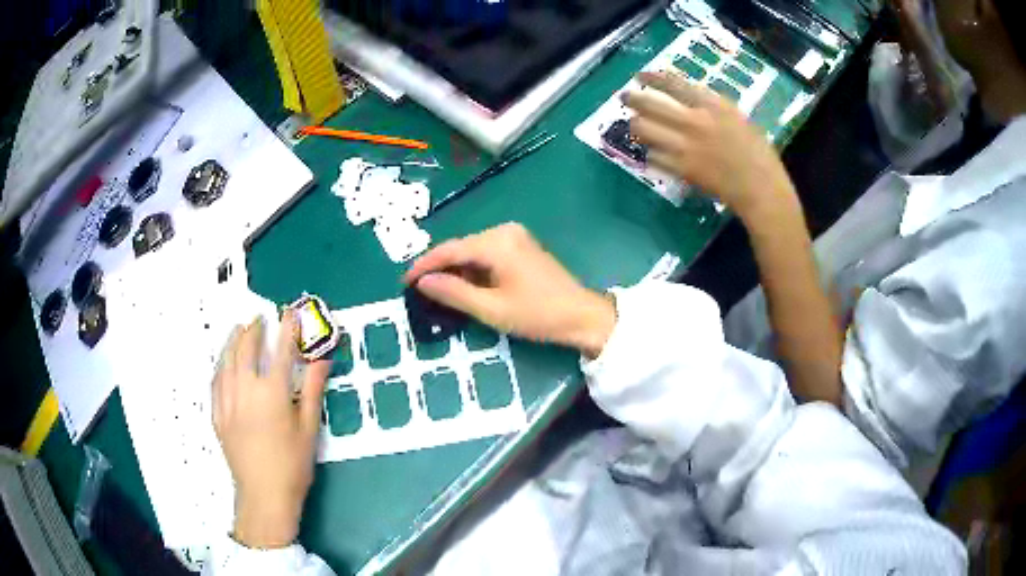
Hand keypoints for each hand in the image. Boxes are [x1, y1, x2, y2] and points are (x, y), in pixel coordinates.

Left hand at [213, 313, 330, 548]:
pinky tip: (224, 362)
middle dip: (254, 330)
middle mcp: (246, 390)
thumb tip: (322, 359)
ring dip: (233, 341)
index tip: (290, 311)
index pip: (280, 351)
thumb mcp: (309, 428)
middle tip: (259, 319)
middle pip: (246, 350)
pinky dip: (221, 365)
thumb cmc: (293, 464)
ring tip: (238, 329)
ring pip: (227, 361)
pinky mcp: (217, 414)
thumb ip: (312, 389)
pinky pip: (216, 381)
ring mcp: (227, 401)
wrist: (264, 495)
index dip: (286, 328)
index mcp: (272, 393)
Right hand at [404, 223, 615, 358]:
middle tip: (418, 291)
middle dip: (438, 268)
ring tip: (436, 292)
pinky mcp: (521, 247)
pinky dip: (472, 270)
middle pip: (460, 247)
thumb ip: (454, 293)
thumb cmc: (538, 314)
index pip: (449, 249)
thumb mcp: (491, 309)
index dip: (424, 266)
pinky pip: (487, 254)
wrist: (582, 316)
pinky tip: (463, 286)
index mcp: (496, 242)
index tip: (404, 282)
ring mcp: (515, 237)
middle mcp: (504, 231)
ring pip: (472, 251)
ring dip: (455, 270)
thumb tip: (422, 282)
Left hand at [623, 70, 798, 222]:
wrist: (760, 188)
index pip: (673, 84)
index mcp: (712, 105)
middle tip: (626, 97)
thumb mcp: (737, 118)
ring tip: (637, 125)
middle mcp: (695, 121)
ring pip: (644, 129)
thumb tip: (687, 98)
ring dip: (637, 125)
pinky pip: (653, 156)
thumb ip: (711, 107)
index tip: (640, 76)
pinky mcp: (681, 169)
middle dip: (633, 99)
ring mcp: (685, 146)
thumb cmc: (757, 152)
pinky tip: (653, 151)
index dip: (652, 78)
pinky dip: (651, 152)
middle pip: (650, 104)